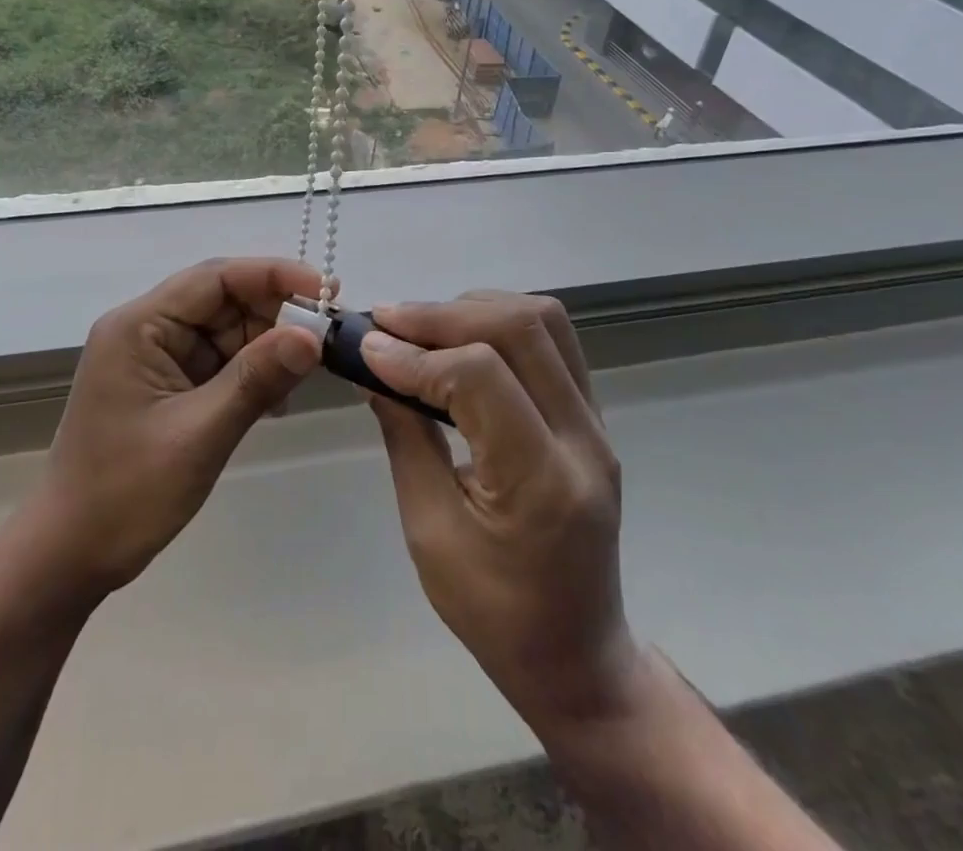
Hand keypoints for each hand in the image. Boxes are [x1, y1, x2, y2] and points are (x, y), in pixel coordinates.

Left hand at [33, 257, 323, 600]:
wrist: (67, 557)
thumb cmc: (124, 494)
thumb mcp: (198, 435)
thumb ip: (255, 380)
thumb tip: (312, 335)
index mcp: (139, 325)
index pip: (215, 278)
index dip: (273, 275)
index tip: (326, 290)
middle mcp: (147, 329)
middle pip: (223, 300)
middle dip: (276, 313)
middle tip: (329, 335)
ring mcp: (157, 358)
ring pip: (227, 331)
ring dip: (268, 346)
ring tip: (312, 367)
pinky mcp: (168, 386)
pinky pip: (220, 362)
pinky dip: (252, 373)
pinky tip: (279, 397)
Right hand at [362, 293, 643, 737]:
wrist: (576, 654)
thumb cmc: (494, 612)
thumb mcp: (429, 532)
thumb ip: (405, 438)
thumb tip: (373, 367)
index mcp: (543, 481)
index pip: (481, 377)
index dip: (417, 355)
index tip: (366, 350)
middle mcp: (583, 438)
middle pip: (520, 328)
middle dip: (443, 314)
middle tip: (386, 321)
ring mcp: (596, 422)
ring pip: (543, 320)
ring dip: (475, 309)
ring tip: (421, 328)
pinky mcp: (592, 415)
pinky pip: (552, 340)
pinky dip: (499, 323)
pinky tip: (458, 340)